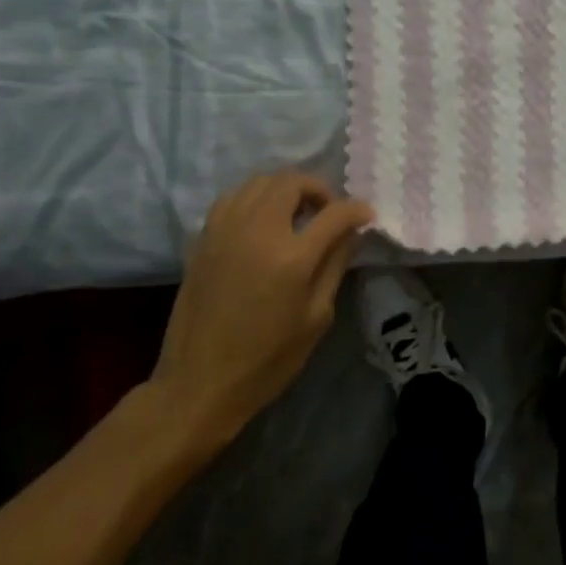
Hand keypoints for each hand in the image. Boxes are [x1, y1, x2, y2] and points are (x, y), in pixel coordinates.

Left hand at [152, 172, 372, 437]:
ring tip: (296, 214)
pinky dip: (255, 198)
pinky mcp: (203, 239)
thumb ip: (334, 266)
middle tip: (328, 213)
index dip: (357, 210)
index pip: (334, 213)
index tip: (366, 216)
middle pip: (292, 182)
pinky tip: (262, 222)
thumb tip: (351, 233)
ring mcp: (225, 231)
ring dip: (285, 189)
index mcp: (291, 257)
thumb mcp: (316, 318)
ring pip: (260, 181)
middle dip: (319, 190)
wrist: (200, 383)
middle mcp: (257, 232)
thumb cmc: (267, 359)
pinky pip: (233, 198)